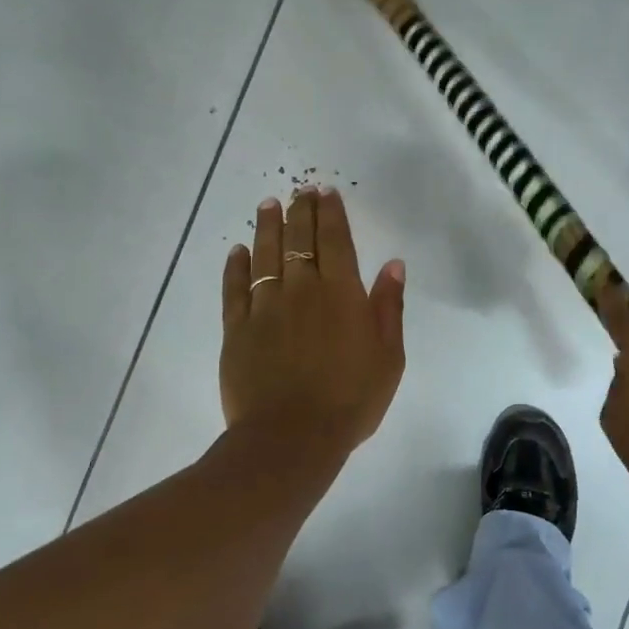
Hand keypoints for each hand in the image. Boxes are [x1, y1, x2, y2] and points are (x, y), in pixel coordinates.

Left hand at [221, 187, 406, 454]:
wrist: (292, 438)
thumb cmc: (351, 399)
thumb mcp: (389, 356)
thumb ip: (388, 307)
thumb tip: (393, 264)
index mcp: (341, 294)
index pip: (335, 241)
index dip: (331, 213)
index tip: (325, 192)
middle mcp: (302, 290)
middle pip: (300, 240)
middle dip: (301, 211)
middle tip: (299, 190)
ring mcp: (266, 308)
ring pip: (266, 256)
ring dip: (268, 227)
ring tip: (269, 204)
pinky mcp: (238, 329)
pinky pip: (235, 289)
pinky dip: (236, 267)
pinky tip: (238, 251)